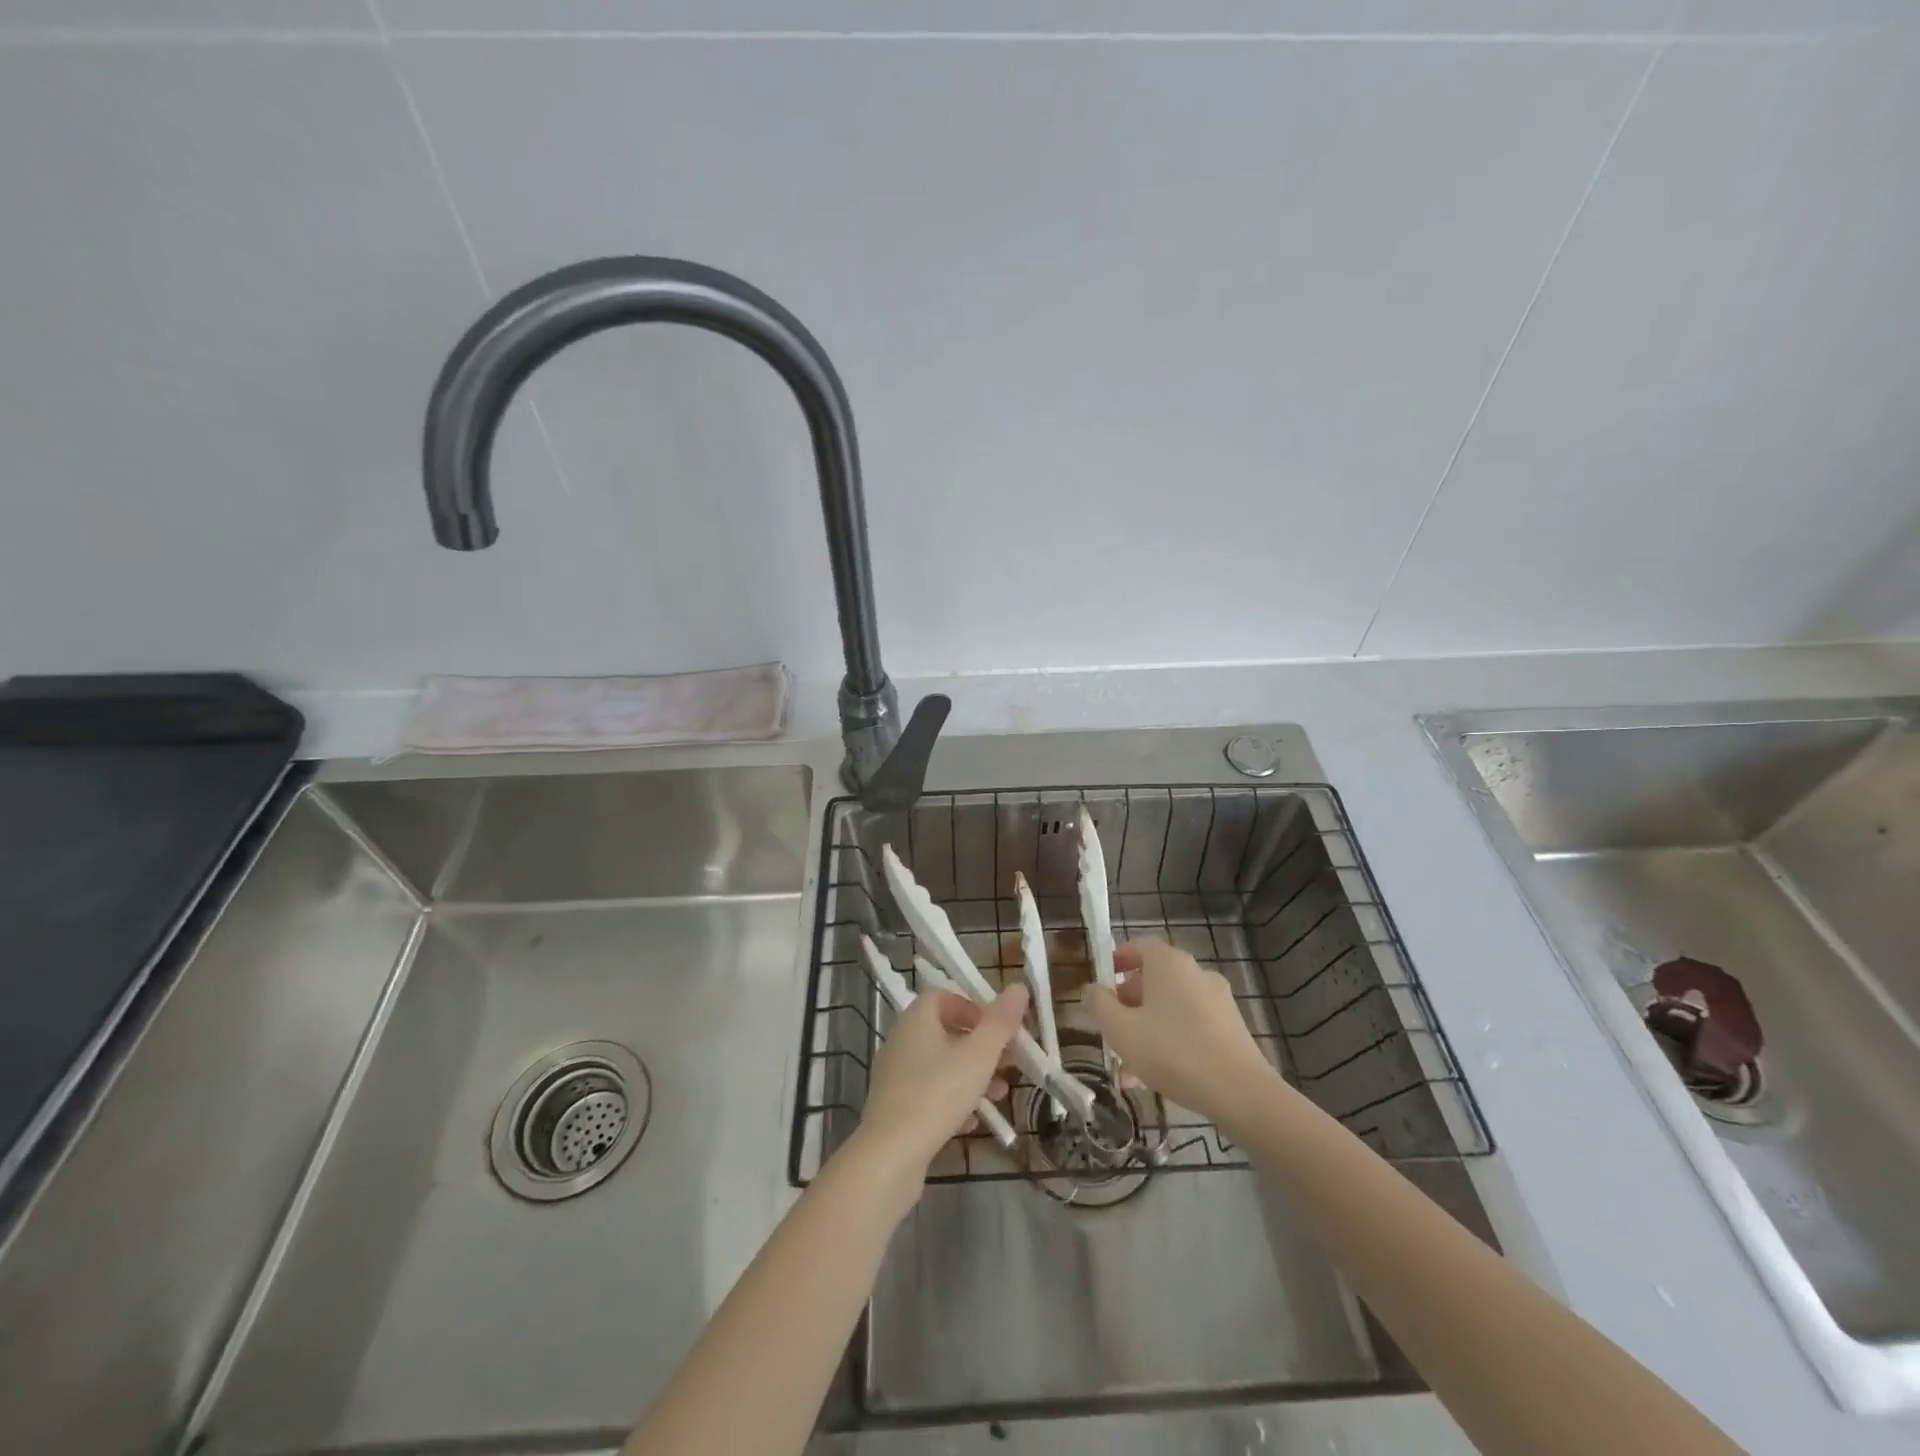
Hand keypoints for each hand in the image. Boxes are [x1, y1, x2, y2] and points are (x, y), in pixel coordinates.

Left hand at [857, 985, 1028, 1173]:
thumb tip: (1018, 986)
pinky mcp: (895, 1107)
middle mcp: (902, 1040)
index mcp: (916, 1019)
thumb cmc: (938, 1093)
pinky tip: (974, 1121)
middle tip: (1009, 1063)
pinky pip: (930, 1093)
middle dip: (981, 1046)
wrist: (890, 1155)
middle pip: (946, 1032)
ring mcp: (896, 1075)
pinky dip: (954, 1100)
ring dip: (972, 1075)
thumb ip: (1001, 1022)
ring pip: (941, 1065)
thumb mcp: (979, 1055)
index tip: (998, 1028)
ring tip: (1000, 1094)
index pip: (944, 997)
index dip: (973, 1008)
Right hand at [1083, 940, 1278, 1122]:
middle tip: (1112, 1026)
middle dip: (1130, 1001)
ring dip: (1148, 1025)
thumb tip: (1092, 989)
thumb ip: (1100, 1005)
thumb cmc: (1172, 1052)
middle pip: (1155, 977)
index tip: (1103, 981)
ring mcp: (1218, 999)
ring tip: (1131, 1063)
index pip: (1139, 946)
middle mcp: (1196, 972)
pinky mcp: (1232, 1027)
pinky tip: (1160, 1074)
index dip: (1118, 960)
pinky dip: (1172, 1038)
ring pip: (1172, 1006)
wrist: (1241, 1093)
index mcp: (1169, 963)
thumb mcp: (1121, 1030)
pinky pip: (1192, 1024)